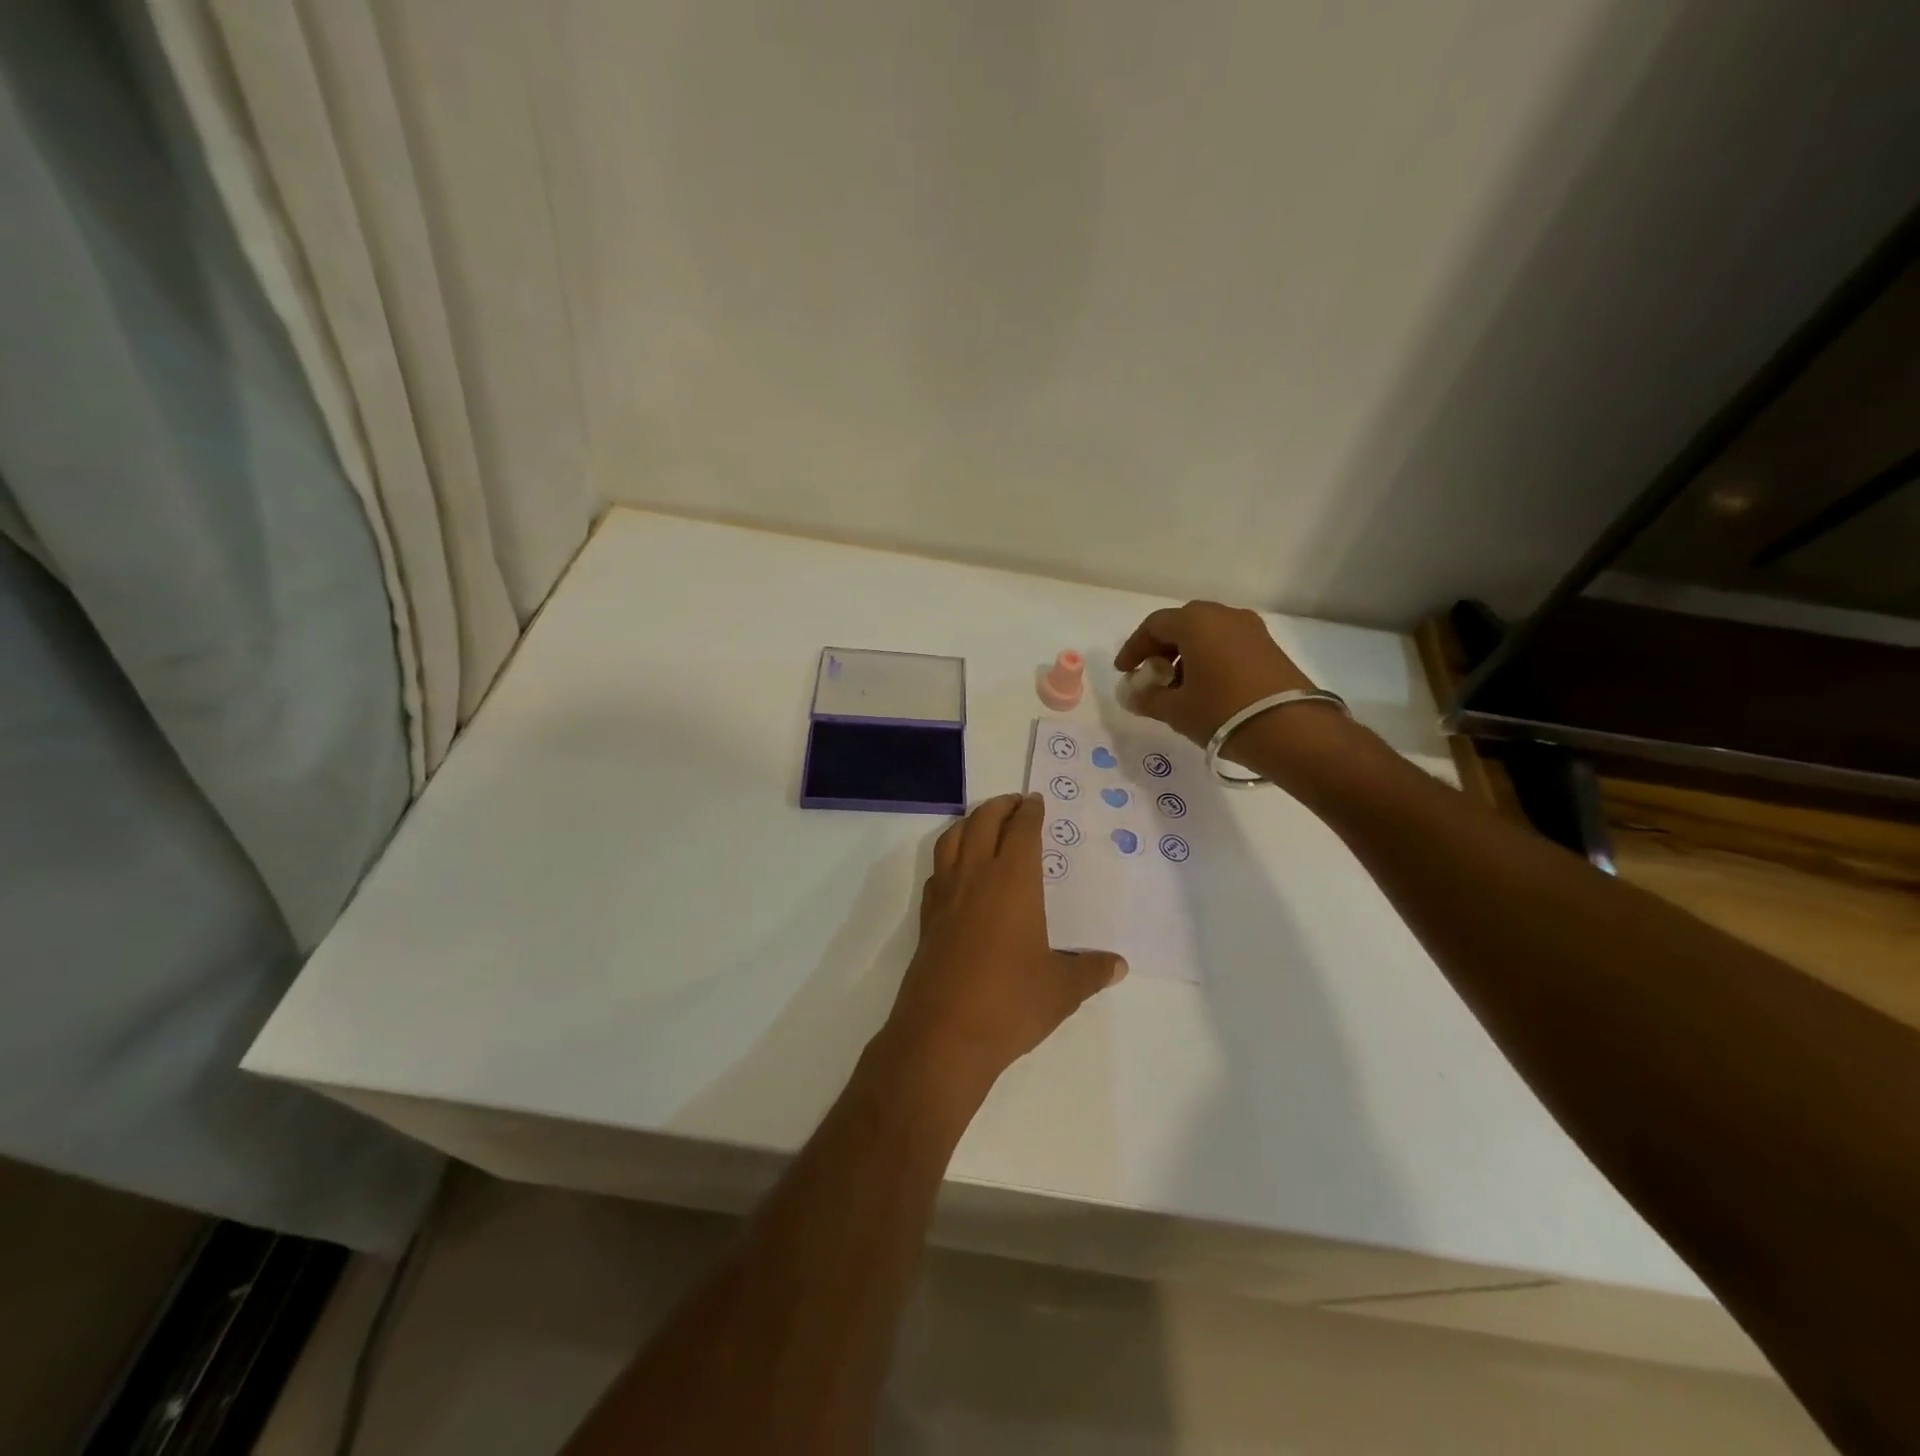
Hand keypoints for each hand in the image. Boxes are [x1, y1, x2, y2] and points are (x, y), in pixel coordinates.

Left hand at [879, 794, 1125, 1103]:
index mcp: (1013, 882)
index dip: (1030, 812)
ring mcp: (945, 896)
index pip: (1021, 831)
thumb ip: (1090, 971)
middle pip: (983, 822)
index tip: (1035, 801)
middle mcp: (975, 877)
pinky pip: (937, 870)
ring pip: (952, 839)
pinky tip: (959, 871)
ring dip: (970, 823)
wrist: (943, 1035)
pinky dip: (950, 856)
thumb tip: (1118, 965)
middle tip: (1015, 803)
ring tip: (984, 824)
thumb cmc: (1010, 1004)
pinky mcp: (926, 918)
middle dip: (1000, 806)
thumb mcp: (1062, 989)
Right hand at [1114, 601, 1315, 748]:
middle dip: (1161, 649)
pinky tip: (1206, 689)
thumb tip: (1132, 695)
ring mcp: (1251, 629)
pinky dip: (1209, 659)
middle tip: (1150, 676)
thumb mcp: (1176, 710)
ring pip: (1207, 634)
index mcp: (1196, 622)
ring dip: (1186, 655)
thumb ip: (1147, 699)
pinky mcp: (1269, 647)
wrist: (1292, 730)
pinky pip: (1228, 644)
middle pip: (1182, 625)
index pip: (1154, 626)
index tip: (1125, 671)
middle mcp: (1224, 615)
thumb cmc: (1222, 712)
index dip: (1134, 648)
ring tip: (1177, 688)